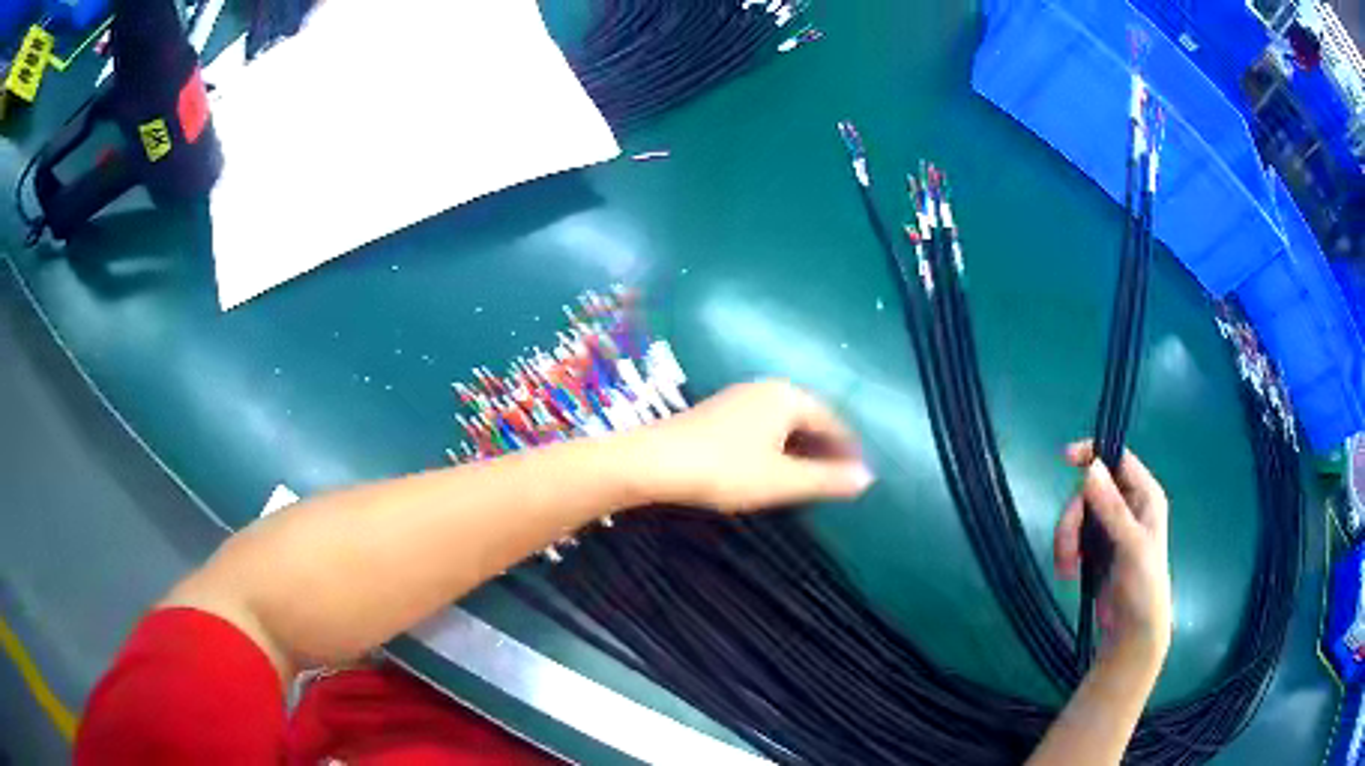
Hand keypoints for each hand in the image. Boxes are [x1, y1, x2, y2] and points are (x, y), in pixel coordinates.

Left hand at [622, 380, 874, 513]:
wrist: (652, 462)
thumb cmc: (724, 469)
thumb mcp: (781, 480)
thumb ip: (827, 479)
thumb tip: (868, 478)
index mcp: (787, 396)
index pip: (832, 420)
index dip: (848, 448)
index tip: (858, 474)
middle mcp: (766, 389)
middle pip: (807, 418)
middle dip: (824, 449)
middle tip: (837, 479)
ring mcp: (739, 398)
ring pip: (783, 424)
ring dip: (800, 450)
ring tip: (809, 479)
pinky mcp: (718, 414)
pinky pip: (762, 427)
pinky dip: (776, 447)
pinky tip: (771, 470)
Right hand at [1054, 442, 1171, 668]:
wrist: (1132, 631)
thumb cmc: (1143, 585)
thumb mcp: (1131, 545)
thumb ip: (1112, 508)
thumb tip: (1091, 468)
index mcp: (1145, 495)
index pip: (1118, 459)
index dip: (1093, 454)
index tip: (1064, 459)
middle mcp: (1128, 505)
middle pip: (1089, 491)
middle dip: (1073, 520)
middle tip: (1068, 551)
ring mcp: (1111, 527)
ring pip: (1078, 515)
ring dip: (1067, 540)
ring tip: (1067, 569)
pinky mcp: (1096, 548)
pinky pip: (1074, 536)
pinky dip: (1066, 552)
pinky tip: (1069, 572)